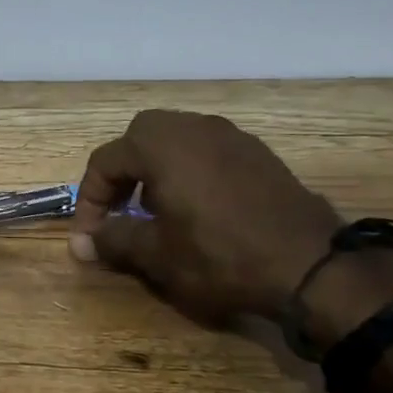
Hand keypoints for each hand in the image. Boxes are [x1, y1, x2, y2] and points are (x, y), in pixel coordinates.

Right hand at [70, 110, 392, 335]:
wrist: (311, 265)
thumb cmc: (220, 256)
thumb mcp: (157, 255)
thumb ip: (113, 240)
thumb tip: (81, 243)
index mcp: (160, 144)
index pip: (105, 162)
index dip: (89, 200)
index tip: (89, 237)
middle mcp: (192, 127)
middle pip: (138, 138)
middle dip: (122, 174)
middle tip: (121, 211)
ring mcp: (230, 135)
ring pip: (175, 140)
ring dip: (155, 170)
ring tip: (157, 212)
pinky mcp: (258, 153)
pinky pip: (207, 151)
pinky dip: (189, 171)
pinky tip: (199, 209)